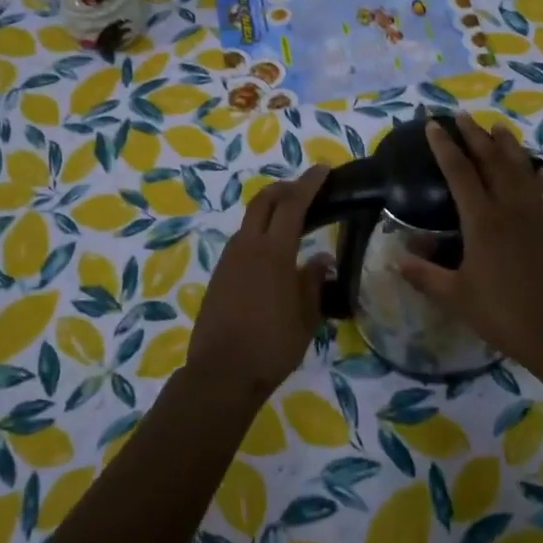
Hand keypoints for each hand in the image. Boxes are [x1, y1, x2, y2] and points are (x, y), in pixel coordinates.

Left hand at [186, 165, 332, 397]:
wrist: (221, 373)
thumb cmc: (272, 345)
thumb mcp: (305, 317)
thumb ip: (313, 282)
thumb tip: (322, 259)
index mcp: (273, 252)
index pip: (292, 204)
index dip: (308, 183)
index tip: (323, 170)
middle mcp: (247, 246)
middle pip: (263, 201)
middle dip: (285, 188)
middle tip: (306, 190)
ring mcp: (229, 260)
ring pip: (249, 220)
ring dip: (270, 210)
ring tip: (292, 220)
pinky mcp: (219, 275)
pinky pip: (242, 241)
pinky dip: (259, 232)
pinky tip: (272, 252)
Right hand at [399, 116, 542, 371]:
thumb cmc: (503, 313)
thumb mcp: (456, 297)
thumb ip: (425, 275)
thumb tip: (395, 260)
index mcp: (482, 220)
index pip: (459, 172)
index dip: (445, 147)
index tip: (433, 125)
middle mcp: (511, 208)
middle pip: (492, 162)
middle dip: (475, 136)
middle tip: (463, 115)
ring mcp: (539, 216)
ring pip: (523, 170)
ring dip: (509, 147)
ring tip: (499, 128)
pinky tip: (541, 171)